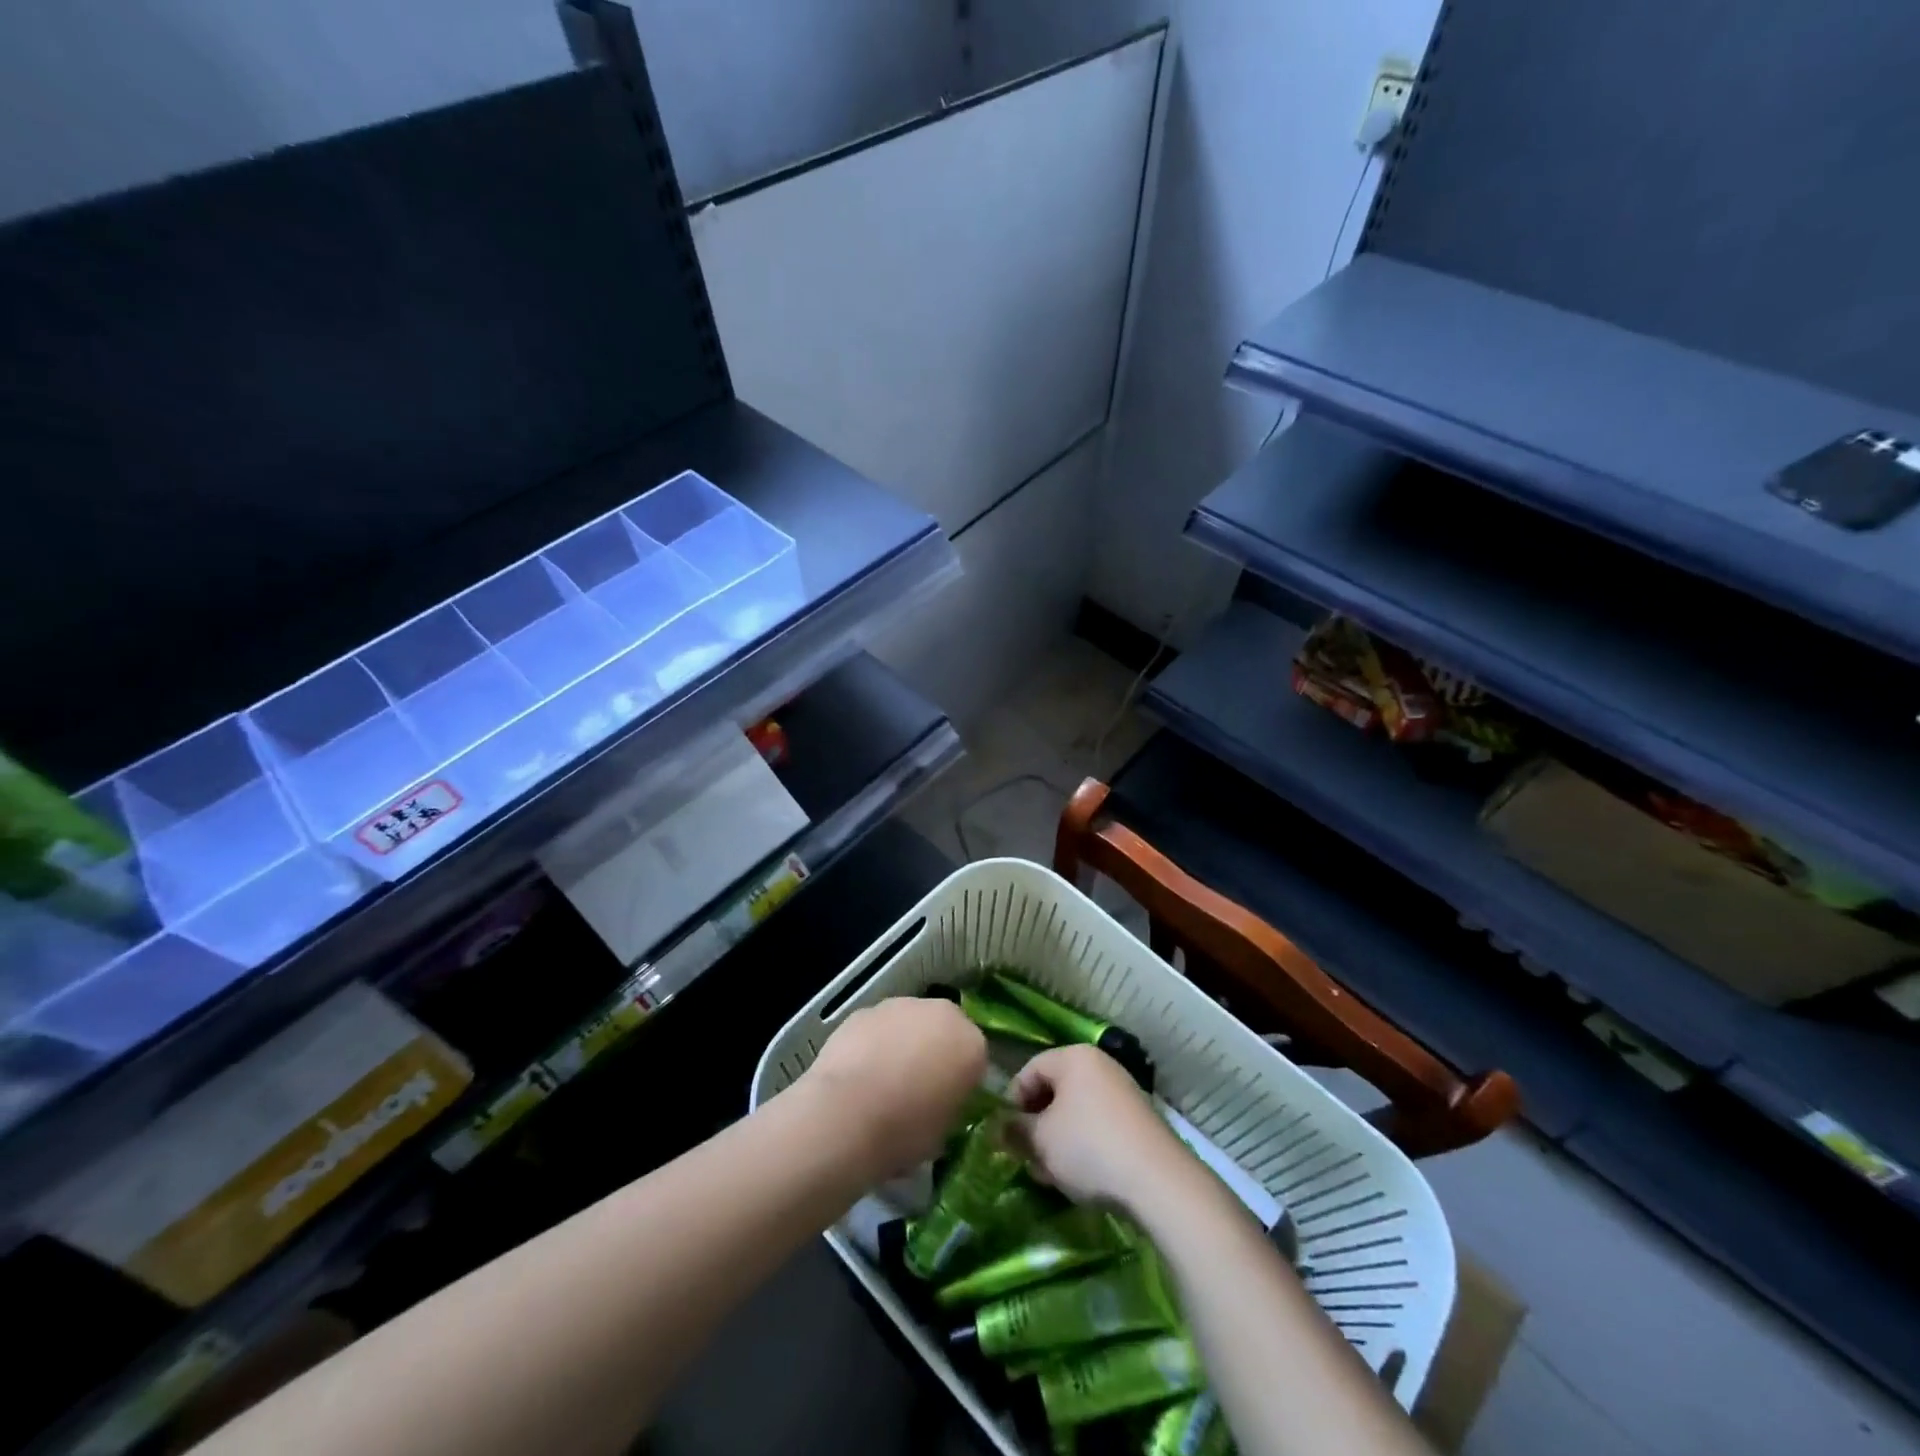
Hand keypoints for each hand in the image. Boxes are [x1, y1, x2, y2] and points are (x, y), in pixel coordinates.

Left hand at [799, 996, 986, 1178]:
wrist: (847, 1114)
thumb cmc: (905, 1131)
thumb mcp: (943, 1132)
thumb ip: (949, 1106)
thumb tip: (939, 1103)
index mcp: (971, 1044)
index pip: (976, 1057)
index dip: (961, 1080)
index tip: (947, 1101)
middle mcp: (941, 1013)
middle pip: (943, 1030)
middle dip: (934, 1051)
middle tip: (918, 1087)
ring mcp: (900, 1006)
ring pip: (909, 1023)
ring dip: (903, 1043)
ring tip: (883, 1081)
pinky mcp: (865, 1010)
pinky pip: (878, 1028)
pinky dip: (873, 1043)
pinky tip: (859, 1073)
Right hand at [1009, 1044, 1191, 1210]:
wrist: (1158, 1181)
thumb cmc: (1088, 1148)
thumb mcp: (1041, 1140)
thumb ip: (1015, 1129)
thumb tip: (1001, 1127)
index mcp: (1074, 1057)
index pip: (1030, 1069)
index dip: (1012, 1101)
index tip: (1006, 1134)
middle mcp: (1100, 1065)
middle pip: (1055, 1090)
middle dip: (1036, 1124)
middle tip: (1027, 1156)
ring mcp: (1123, 1092)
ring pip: (1076, 1112)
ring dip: (1058, 1139)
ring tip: (1051, 1174)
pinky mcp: (1138, 1121)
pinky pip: (1099, 1125)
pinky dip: (1084, 1146)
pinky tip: (1079, 1177)